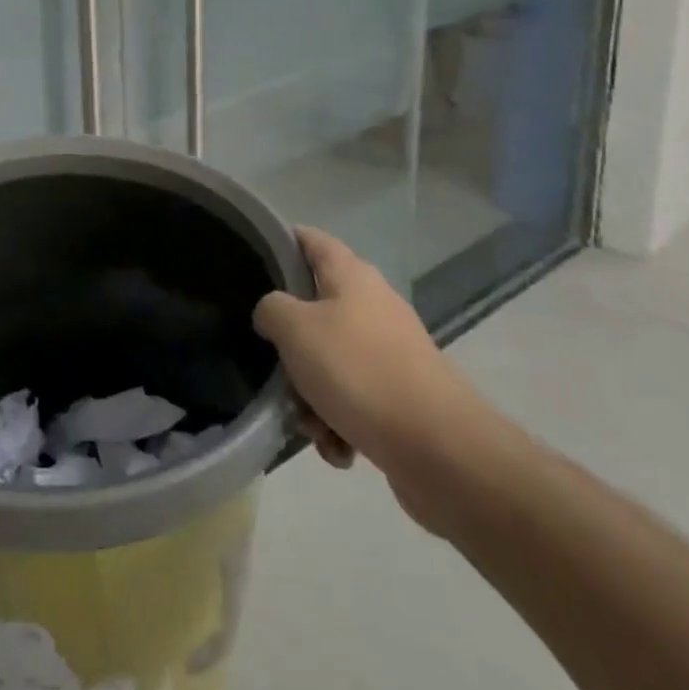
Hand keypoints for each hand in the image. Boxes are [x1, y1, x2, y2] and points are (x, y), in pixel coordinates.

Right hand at [254, 228, 506, 531]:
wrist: (439, 450)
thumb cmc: (358, 370)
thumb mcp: (294, 328)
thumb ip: (270, 308)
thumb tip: (272, 314)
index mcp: (351, 275)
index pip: (309, 239)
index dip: (280, 242)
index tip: (249, 260)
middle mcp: (373, 305)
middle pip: (313, 310)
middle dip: (289, 344)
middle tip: (274, 365)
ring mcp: (389, 353)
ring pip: (330, 363)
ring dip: (310, 395)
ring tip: (309, 423)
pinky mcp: (401, 398)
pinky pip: (353, 401)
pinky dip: (338, 424)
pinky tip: (337, 447)